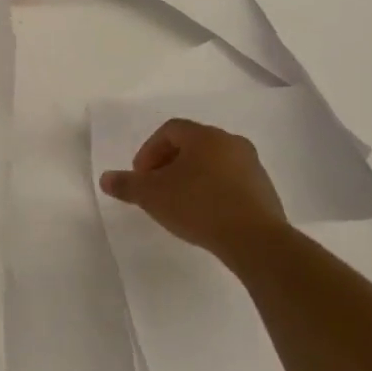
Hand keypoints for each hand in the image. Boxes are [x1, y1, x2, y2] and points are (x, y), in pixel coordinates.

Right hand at [99, 118, 286, 257]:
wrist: (255, 240)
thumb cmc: (198, 206)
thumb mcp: (152, 195)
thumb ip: (126, 184)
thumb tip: (106, 178)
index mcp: (205, 136)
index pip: (170, 130)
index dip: (149, 150)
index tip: (140, 176)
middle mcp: (231, 143)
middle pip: (192, 145)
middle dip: (169, 163)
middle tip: (156, 187)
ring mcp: (253, 166)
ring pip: (213, 163)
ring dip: (192, 177)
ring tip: (179, 204)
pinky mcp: (265, 191)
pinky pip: (231, 183)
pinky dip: (213, 191)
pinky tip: (205, 215)